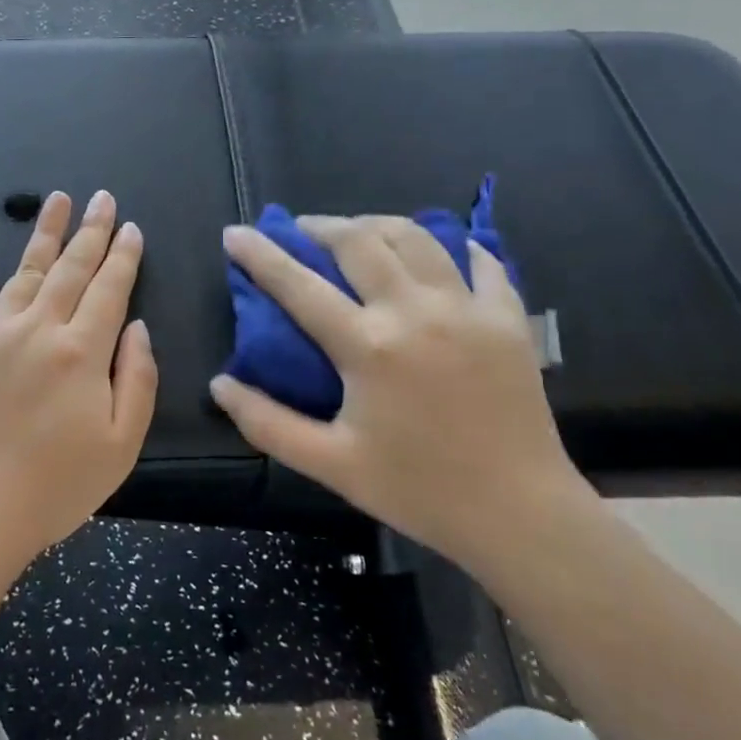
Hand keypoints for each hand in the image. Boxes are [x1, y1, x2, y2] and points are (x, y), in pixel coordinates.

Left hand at [0, 190, 157, 579]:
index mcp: (81, 352)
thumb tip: (137, 327)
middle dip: (91, 230)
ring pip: (24, 270)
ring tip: (56, 201)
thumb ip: (137, 380)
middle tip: (102, 198)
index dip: (124, 256)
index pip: (109, 289)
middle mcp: (37, 328)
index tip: (131, 227)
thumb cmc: (54, 488)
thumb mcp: (120, 445)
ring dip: (43, 234)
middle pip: (71, 268)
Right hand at [211, 215, 585, 562]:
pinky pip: (481, 260)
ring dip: (377, 225)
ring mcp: (467, 308)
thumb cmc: (418, 490)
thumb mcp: (331, 464)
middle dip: (320, 226)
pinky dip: (452, 245)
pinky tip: (437, 251)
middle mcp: (415, 312)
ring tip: (358, 233)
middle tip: (301, 231)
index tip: (235, 233)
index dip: (260, 254)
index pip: (298, 284)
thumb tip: (220, 384)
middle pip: (359, 240)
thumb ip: (268, 423)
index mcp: (368, 347)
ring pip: (416, 236)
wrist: (521, 514)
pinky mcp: (508, 317)